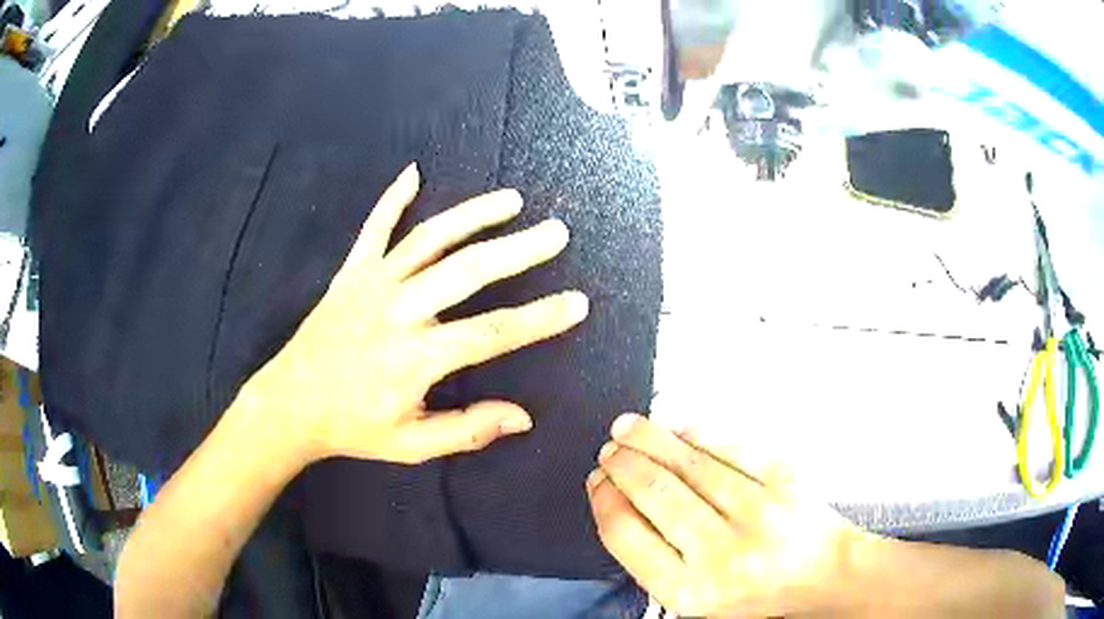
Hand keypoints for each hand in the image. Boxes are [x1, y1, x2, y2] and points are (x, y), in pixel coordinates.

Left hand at [244, 163, 588, 464]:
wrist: (289, 404)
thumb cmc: (352, 426)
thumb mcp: (410, 444)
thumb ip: (467, 430)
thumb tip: (523, 417)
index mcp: (416, 357)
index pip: (492, 331)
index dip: (539, 318)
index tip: (577, 303)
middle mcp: (398, 310)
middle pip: (469, 271)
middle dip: (518, 250)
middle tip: (556, 233)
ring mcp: (372, 284)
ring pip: (430, 239)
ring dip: (473, 215)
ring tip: (511, 200)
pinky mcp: (351, 273)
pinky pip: (374, 228)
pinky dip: (392, 198)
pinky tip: (413, 172)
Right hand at [587, 414, 878, 617]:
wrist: (824, 578)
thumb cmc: (756, 595)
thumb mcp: (695, 598)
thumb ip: (657, 559)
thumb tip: (624, 502)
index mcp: (689, 591)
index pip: (627, 536)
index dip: (605, 501)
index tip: (597, 482)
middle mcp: (721, 554)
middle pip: (655, 493)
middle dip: (623, 464)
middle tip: (609, 450)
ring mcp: (758, 514)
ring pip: (691, 463)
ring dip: (652, 439)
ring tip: (629, 428)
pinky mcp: (785, 484)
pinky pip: (733, 449)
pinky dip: (700, 434)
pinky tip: (680, 428)